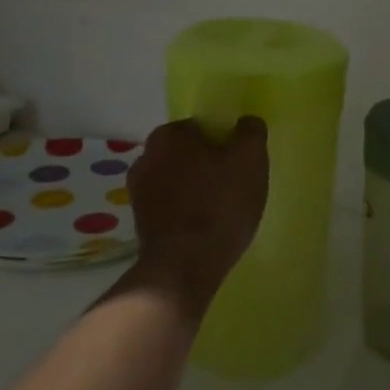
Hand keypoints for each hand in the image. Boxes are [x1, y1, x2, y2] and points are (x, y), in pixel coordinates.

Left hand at [126, 117, 268, 312]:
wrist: (183, 267)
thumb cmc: (219, 205)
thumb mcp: (250, 159)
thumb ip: (250, 132)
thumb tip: (246, 123)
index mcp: (168, 135)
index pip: (202, 127)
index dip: (225, 142)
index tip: (240, 163)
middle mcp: (145, 156)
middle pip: (188, 153)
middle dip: (208, 165)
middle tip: (235, 186)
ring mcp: (138, 192)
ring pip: (178, 180)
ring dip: (196, 189)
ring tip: (222, 211)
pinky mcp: (140, 222)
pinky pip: (170, 206)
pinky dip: (185, 212)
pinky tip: (205, 228)